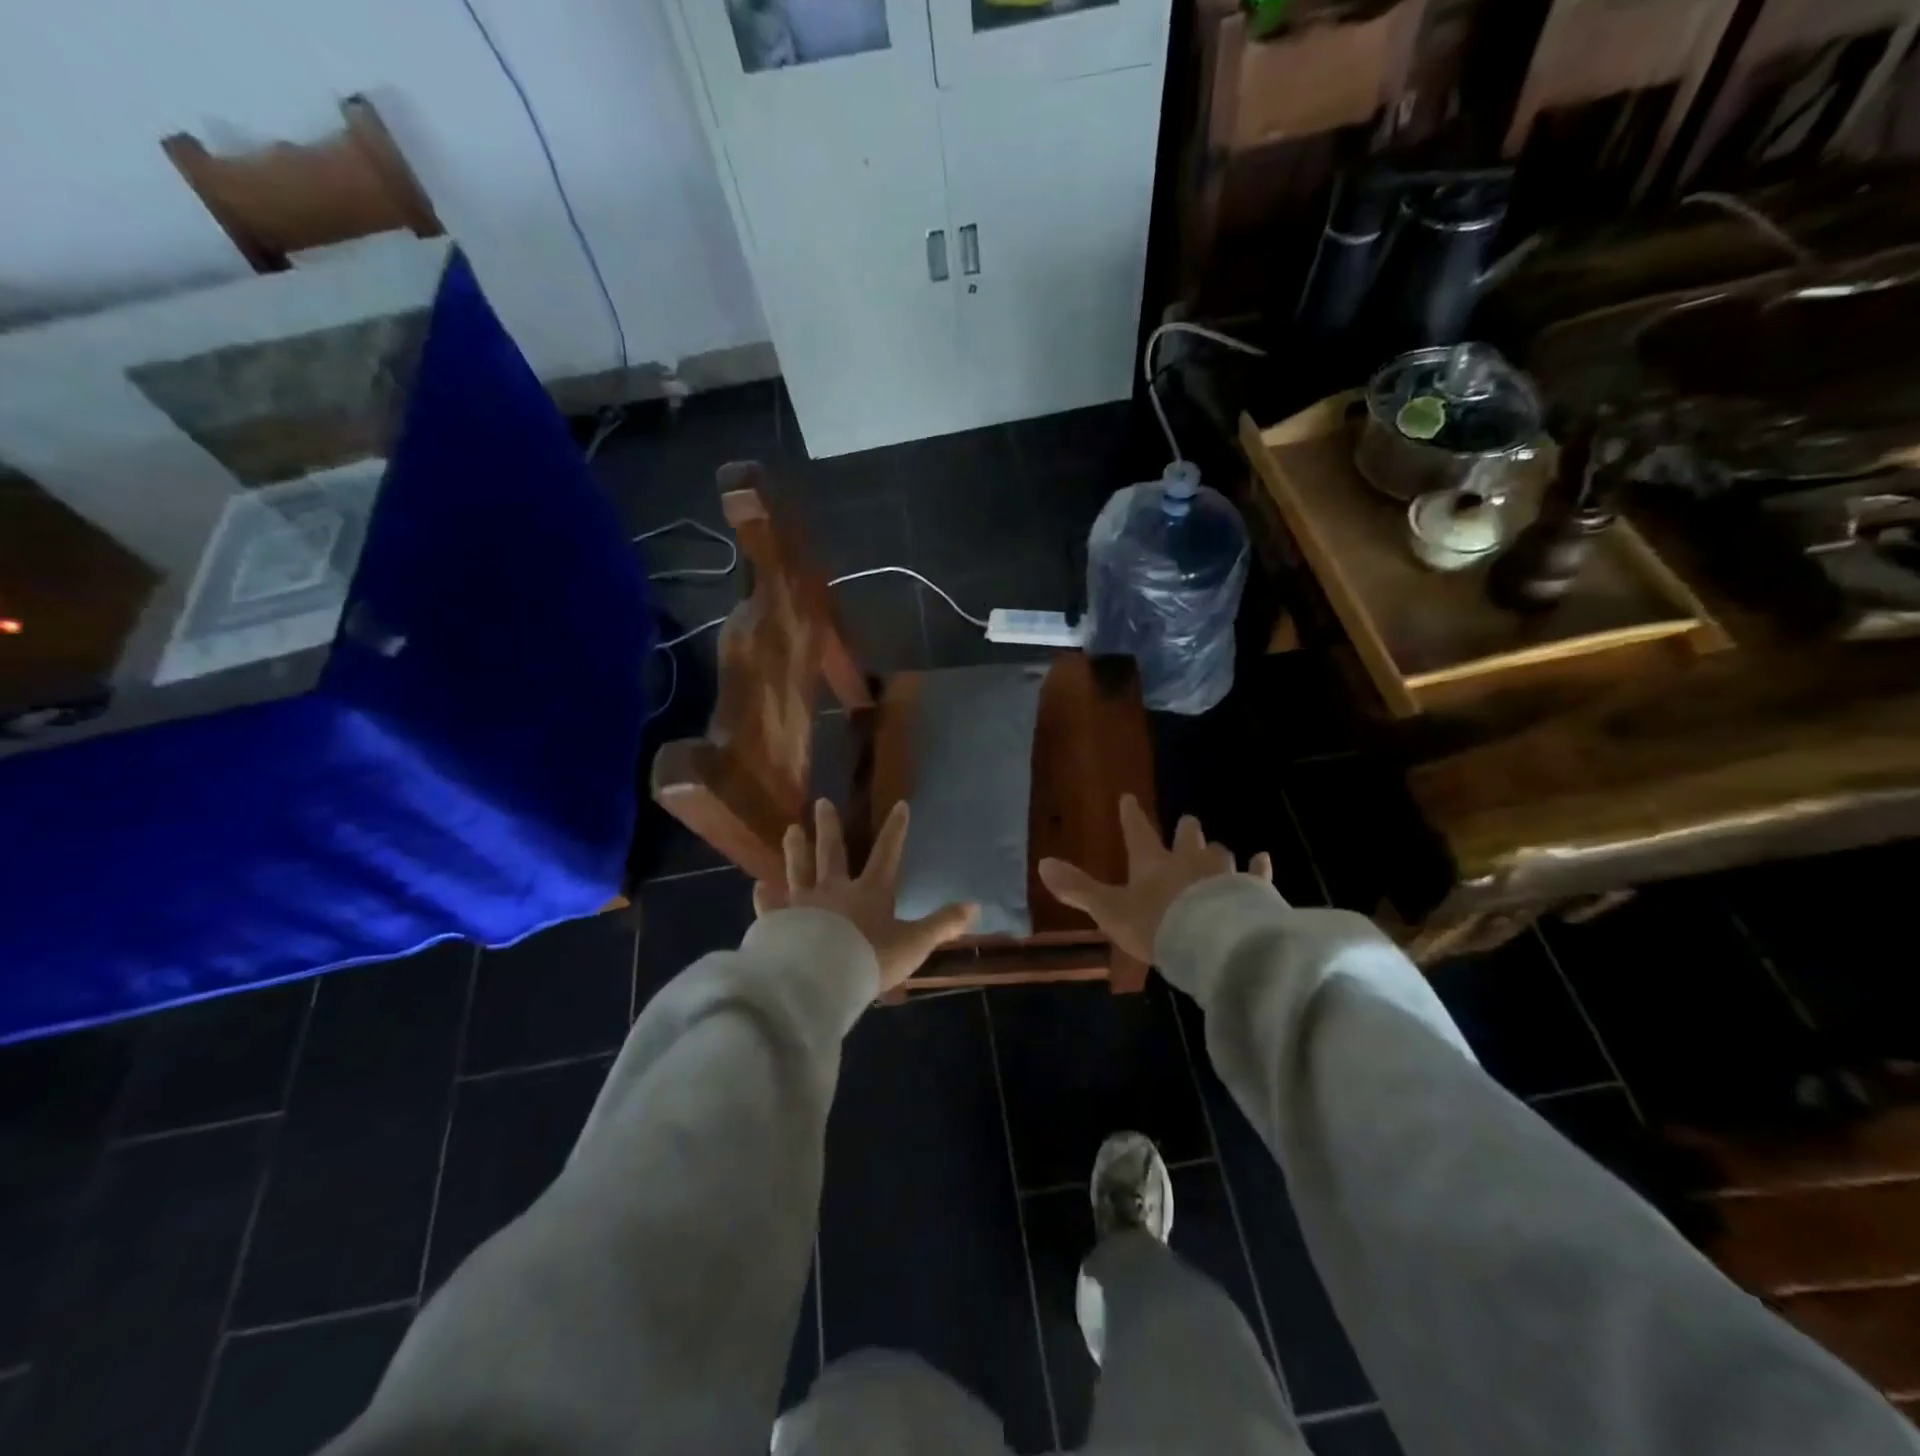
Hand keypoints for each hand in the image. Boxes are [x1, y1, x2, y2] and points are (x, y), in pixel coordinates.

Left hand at [754, 798, 978, 993]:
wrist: (821, 980)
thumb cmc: (870, 959)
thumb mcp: (914, 944)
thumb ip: (941, 924)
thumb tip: (974, 906)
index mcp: (870, 892)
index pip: (887, 854)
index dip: (895, 830)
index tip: (900, 805)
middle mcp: (835, 890)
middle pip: (832, 852)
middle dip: (829, 827)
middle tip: (821, 802)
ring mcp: (803, 904)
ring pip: (798, 870)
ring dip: (795, 850)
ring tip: (790, 830)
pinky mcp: (778, 923)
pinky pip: (770, 906)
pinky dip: (764, 897)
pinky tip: (757, 887)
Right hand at [1038, 795, 1270, 963]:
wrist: (1212, 942)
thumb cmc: (1156, 925)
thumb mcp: (1109, 910)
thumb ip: (1078, 888)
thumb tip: (1042, 863)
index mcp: (1152, 863)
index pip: (1138, 832)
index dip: (1131, 815)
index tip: (1128, 797)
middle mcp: (1188, 860)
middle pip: (1187, 837)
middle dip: (1186, 829)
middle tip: (1188, 821)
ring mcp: (1223, 873)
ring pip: (1220, 852)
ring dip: (1217, 850)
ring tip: (1220, 849)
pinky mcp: (1252, 890)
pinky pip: (1257, 873)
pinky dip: (1258, 867)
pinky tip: (1262, 860)